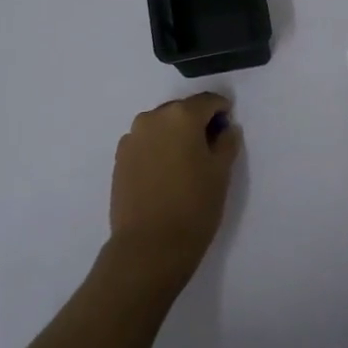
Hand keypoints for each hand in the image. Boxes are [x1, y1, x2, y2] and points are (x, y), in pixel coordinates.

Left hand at [108, 93, 241, 285]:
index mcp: (181, 116)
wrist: (150, 246)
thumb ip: (227, 141)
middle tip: (209, 148)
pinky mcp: (120, 158)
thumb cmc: (194, 205)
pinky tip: (166, 173)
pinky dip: (158, 148)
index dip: (222, 111)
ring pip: (161, 126)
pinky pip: (146, 142)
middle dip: (197, 122)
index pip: (208, 101)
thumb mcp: (222, 171)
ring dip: (175, 135)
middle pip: (182, 110)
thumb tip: (225, 128)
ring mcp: (132, 138)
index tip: (228, 128)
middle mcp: (153, 118)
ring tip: (186, 163)